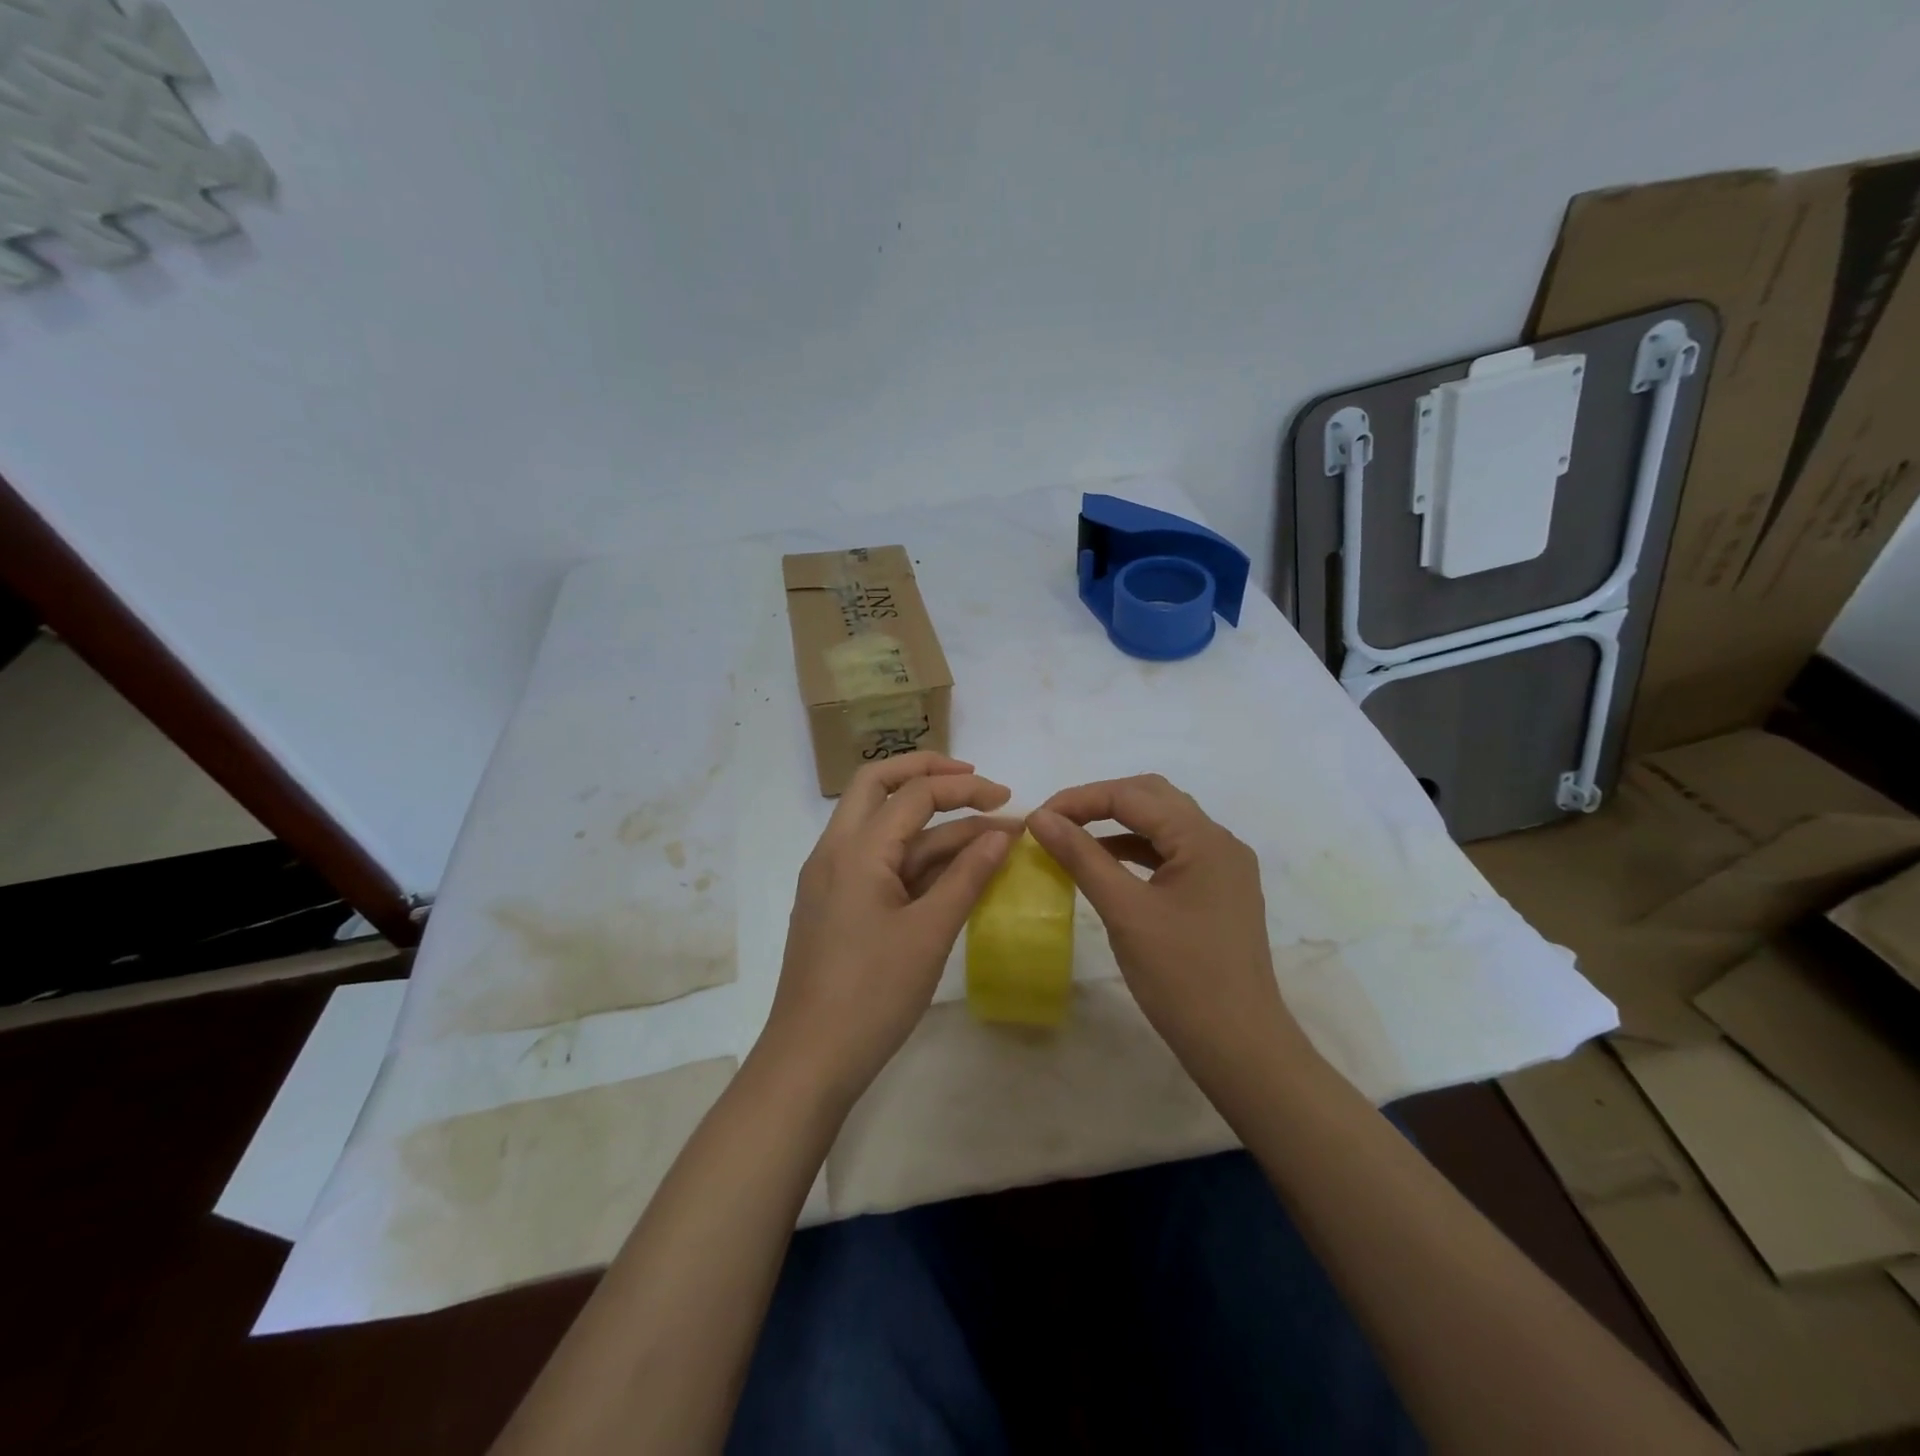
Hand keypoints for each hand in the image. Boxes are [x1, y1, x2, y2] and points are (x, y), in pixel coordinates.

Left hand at [757, 753, 1014, 1105]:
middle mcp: (835, 851)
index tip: (1009, 800)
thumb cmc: (872, 994)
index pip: (915, 794)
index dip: (966, 789)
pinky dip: (913, 855)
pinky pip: (876, 861)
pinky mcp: (834, 904)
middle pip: (878, 784)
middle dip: (927, 773)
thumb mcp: (930, 932)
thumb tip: (1002, 833)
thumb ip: (968, 876)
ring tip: (983, 835)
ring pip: (880, 827)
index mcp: (855, 849)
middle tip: (973, 781)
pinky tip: (950, 870)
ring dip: (929, 824)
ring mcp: (830, 878)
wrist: (809, 1060)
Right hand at [1027, 774, 1313, 1086]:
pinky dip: (1135, 850)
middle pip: (1152, 798)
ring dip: (1117, 824)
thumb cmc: (1181, 977)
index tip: (1037, 818)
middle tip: (1055, 821)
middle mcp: (1219, 841)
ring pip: (1163, 824)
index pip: (1133, 795)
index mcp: (1204, 839)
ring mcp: (1223, 867)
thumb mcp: (1124, 911)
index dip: (1080, 800)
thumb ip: (1081, 857)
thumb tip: (1040, 817)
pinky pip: (1171, 853)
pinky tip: (1104, 864)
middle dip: (1100, 802)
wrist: (1239, 1046)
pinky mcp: (1218, 891)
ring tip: (1072, 838)